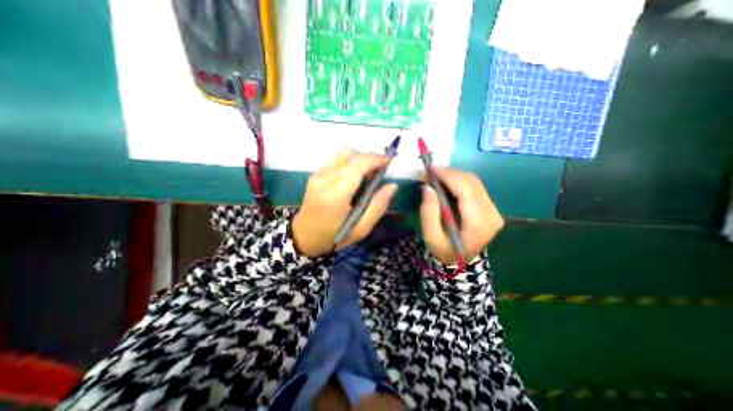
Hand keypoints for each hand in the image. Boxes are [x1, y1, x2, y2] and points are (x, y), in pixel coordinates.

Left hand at [293, 147, 398, 256]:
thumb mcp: (361, 229)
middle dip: (370, 157)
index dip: (376, 160)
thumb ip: (377, 206)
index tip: (390, 161)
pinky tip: (356, 174)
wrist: (304, 237)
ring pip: (343, 153)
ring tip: (369, 171)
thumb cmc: (334, 236)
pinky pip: (337, 159)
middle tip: (382, 169)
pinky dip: (351, 161)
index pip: (358, 166)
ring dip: (360, 158)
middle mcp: (325, 179)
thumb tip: (392, 185)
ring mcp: (318, 174)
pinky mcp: (316, 174)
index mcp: (336, 194)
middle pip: (351, 156)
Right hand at [418, 168, 504, 265]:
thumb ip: (428, 212)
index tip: (430, 168)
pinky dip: (459, 181)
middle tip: (430, 173)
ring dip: (454, 175)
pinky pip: (475, 187)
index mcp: (478, 224)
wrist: (460, 261)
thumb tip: (428, 187)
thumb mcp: (430, 236)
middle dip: (449, 173)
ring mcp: (494, 210)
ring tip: (436, 177)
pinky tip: (446, 183)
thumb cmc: (443, 250)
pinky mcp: (490, 208)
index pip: (466, 191)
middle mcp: (491, 214)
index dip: (448, 176)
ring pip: (474, 182)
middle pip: (472, 183)